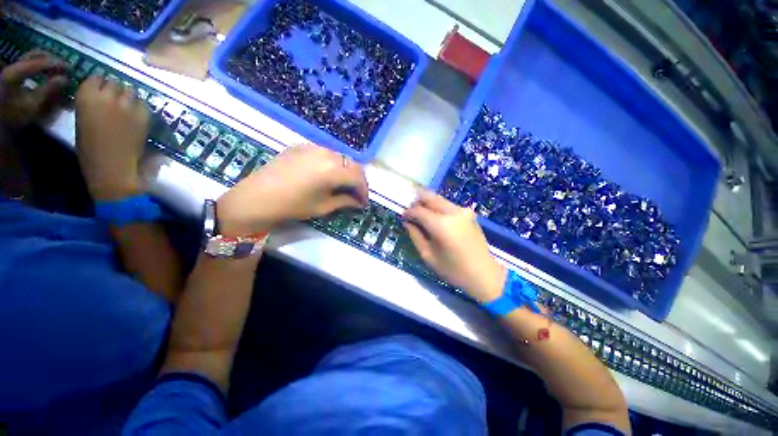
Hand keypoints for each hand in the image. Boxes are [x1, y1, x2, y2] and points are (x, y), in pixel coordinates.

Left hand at [0, 50, 67, 132]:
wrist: (0, 124)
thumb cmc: (15, 116)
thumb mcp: (33, 105)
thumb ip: (49, 90)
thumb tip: (66, 79)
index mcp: (16, 72)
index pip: (40, 61)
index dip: (57, 63)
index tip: (71, 69)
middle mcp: (13, 66)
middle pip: (35, 55)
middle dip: (51, 60)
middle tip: (65, 67)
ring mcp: (12, 70)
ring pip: (31, 59)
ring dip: (45, 63)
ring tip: (57, 71)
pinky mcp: (12, 75)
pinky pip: (28, 65)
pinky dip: (39, 67)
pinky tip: (46, 74)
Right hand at [75, 75, 149, 200]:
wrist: (111, 166)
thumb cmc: (90, 148)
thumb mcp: (82, 120)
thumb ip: (91, 104)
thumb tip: (101, 97)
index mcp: (86, 96)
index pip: (96, 78)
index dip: (101, 85)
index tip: (102, 91)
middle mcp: (107, 96)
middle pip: (116, 83)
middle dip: (116, 90)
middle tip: (116, 100)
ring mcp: (127, 105)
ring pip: (131, 91)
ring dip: (129, 96)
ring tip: (127, 107)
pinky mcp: (143, 116)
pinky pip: (144, 105)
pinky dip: (140, 107)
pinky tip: (137, 116)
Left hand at [217, 144, 368, 235]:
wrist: (256, 198)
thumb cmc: (292, 206)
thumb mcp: (323, 206)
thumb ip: (345, 201)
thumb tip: (359, 202)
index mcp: (333, 170)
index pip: (358, 177)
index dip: (364, 190)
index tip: (363, 202)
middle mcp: (326, 153)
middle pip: (352, 164)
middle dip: (358, 179)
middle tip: (356, 193)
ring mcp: (312, 147)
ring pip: (339, 157)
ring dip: (346, 170)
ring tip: (343, 184)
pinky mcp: (301, 146)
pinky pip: (325, 153)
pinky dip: (332, 163)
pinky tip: (327, 174)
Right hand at [403, 190, 505, 302]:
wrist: (484, 274)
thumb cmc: (453, 269)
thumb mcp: (428, 255)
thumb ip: (415, 235)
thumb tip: (407, 222)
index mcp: (441, 224)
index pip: (418, 210)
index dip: (408, 212)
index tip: (402, 216)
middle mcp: (452, 212)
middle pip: (429, 196)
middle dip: (417, 202)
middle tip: (411, 213)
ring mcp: (463, 210)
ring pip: (439, 199)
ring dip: (428, 204)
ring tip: (422, 216)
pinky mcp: (469, 213)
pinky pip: (448, 205)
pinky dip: (438, 208)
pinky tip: (435, 219)